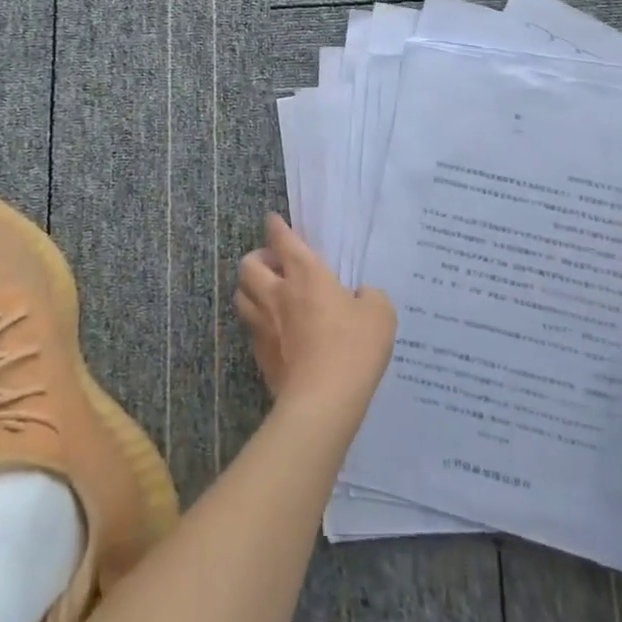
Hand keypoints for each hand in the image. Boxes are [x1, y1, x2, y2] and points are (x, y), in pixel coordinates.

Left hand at [234, 214, 396, 423]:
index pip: (282, 239)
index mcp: (306, 273)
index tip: (273, 221)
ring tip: (268, 294)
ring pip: (241, 295)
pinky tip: (274, 330)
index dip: (276, 227)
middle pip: (248, 265)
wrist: (323, 400)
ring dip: (251, 289)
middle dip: (257, 258)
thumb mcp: (379, 314)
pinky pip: (251, 328)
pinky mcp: (260, 355)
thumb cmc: (353, 347)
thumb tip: (359, 296)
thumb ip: (369, 297)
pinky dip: (258, 322)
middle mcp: (277, 293)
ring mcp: (263, 325)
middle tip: (274, 265)